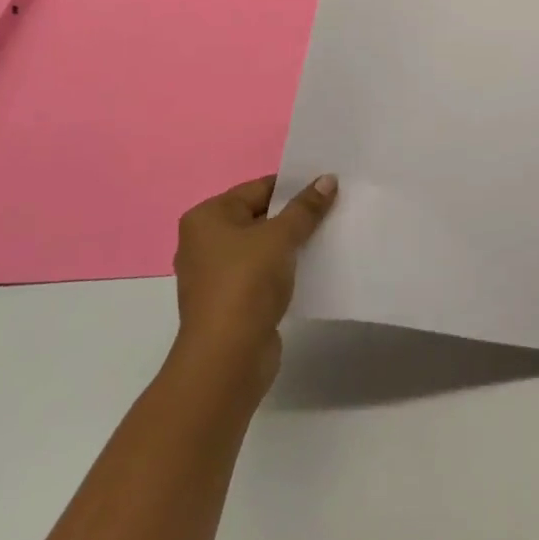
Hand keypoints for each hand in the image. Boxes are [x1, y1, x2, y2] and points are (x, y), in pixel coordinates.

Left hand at [169, 174, 336, 396]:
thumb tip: (328, 179)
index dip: (294, 186)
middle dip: (295, 214)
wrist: (227, 359)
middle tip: (334, 206)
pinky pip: (262, 273)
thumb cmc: (246, 284)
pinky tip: (313, 265)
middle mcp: (204, 242)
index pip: (258, 188)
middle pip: (260, 216)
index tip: (327, 185)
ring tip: (329, 233)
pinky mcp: (230, 302)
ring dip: (292, 243)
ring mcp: (216, 274)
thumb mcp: (281, 236)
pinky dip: (284, 268)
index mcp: (207, 217)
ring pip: (263, 246)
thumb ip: (306, 207)